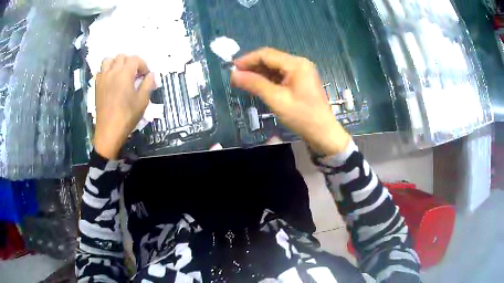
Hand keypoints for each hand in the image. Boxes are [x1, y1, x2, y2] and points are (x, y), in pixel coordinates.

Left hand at [93, 55, 154, 158]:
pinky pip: (101, 70)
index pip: (136, 59)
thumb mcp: (142, 101)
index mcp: (125, 74)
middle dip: (131, 62)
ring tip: (121, 73)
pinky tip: (111, 80)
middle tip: (134, 74)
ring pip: (109, 60)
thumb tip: (151, 74)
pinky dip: (107, 70)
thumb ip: (148, 84)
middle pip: (122, 56)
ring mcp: (103, 78)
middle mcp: (113, 71)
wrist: (109, 131)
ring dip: (117, 63)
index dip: (143, 65)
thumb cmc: (127, 116)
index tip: (146, 76)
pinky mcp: (97, 85)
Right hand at [231, 48, 350, 155]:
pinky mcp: (300, 80)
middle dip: (252, 66)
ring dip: (259, 73)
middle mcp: (299, 63)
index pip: (266, 54)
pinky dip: (268, 79)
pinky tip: (257, 85)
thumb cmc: (302, 116)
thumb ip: (255, 84)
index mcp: (296, 64)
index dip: (247, 59)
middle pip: (271, 59)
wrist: (323, 133)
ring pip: (274, 67)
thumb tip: (234, 74)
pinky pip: (280, 75)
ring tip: (242, 81)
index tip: (231, 68)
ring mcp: (301, 71)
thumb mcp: (276, 99)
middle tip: (235, 77)